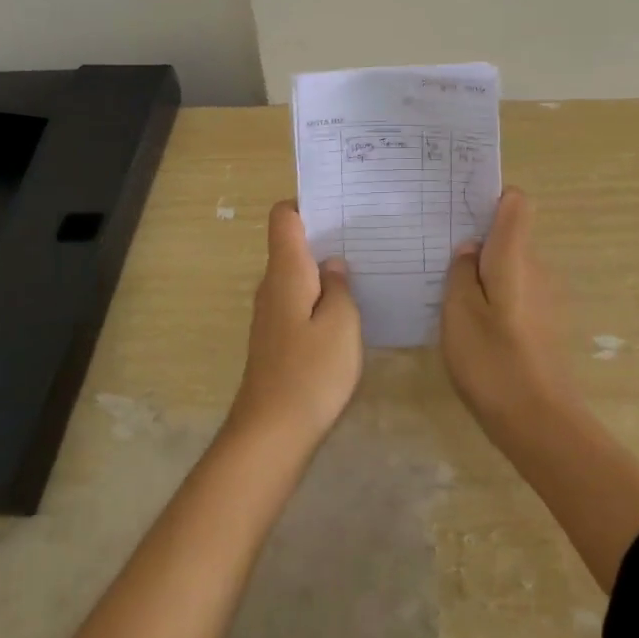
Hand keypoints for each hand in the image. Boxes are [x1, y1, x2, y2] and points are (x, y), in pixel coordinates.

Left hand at [231, 202, 362, 443]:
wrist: (271, 434)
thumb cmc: (311, 372)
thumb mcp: (342, 324)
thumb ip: (341, 287)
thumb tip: (334, 264)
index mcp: (286, 272)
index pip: (284, 218)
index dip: (307, 203)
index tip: (340, 204)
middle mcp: (273, 286)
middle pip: (292, 244)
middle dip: (325, 236)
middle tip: (367, 234)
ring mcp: (272, 314)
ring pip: (298, 276)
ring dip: (326, 270)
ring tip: (365, 268)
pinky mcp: (277, 340)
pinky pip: (300, 302)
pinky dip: (321, 298)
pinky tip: (349, 311)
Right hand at [441, 187, 574, 431]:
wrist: (540, 422)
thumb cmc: (493, 361)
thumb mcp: (459, 312)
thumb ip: (460, 272)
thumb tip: (468, 248)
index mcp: (516, 256)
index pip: (517, 202)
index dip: (491, 196)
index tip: (460, 206)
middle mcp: (537, 268)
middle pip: (510, 234)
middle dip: (477, 236)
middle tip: (438, 249)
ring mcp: (544, 297)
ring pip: (510, 265)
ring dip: (483, 269)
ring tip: (445, 286)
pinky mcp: (543, 323)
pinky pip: (514, 291)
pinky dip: (493, 295)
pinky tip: (469, 320)